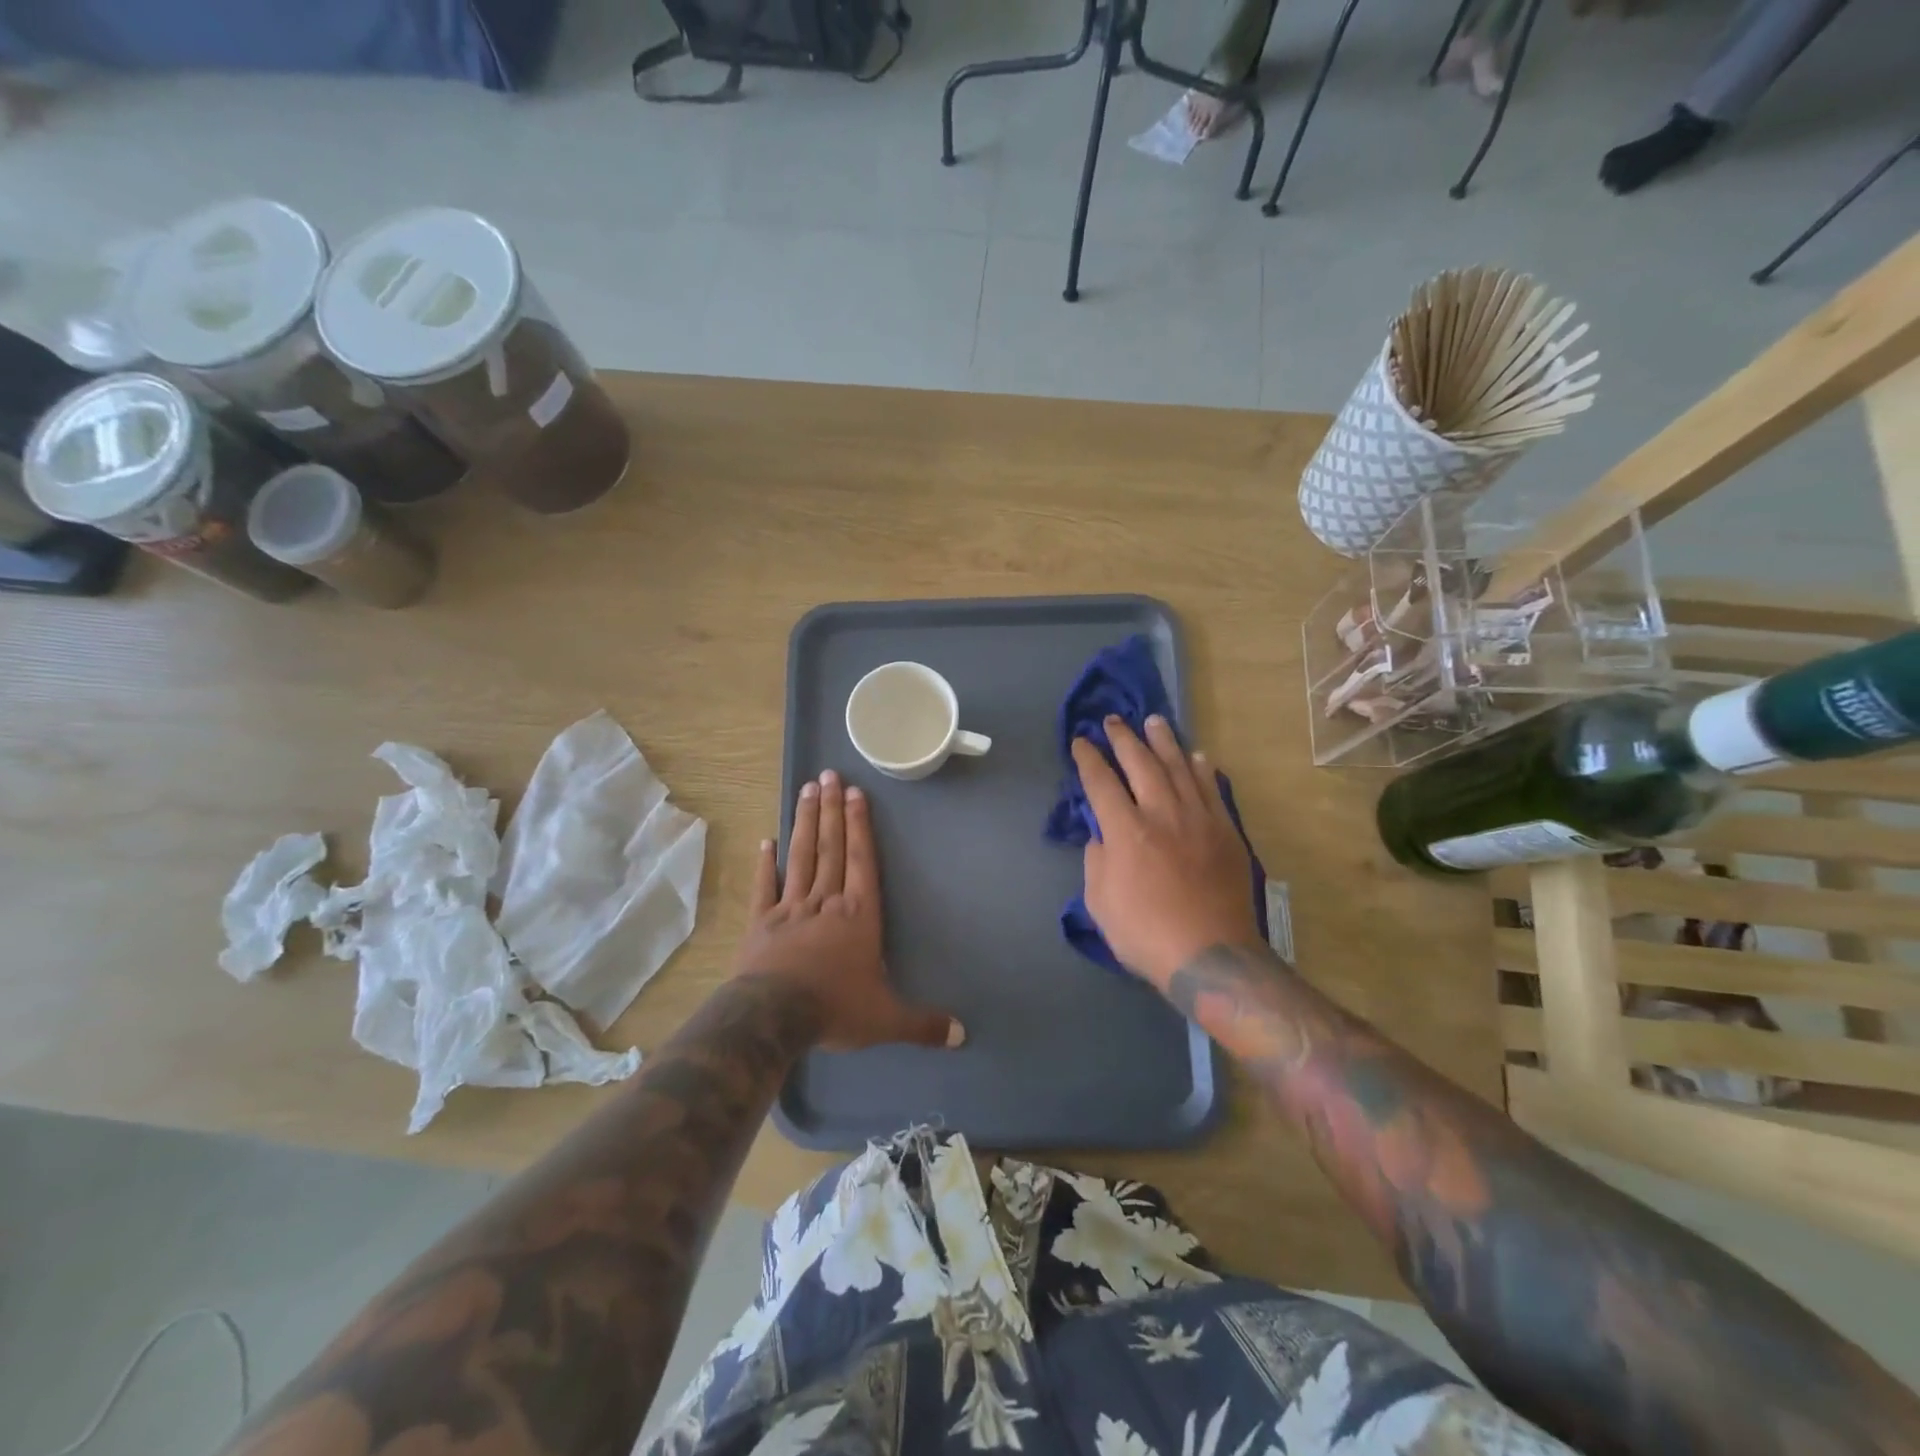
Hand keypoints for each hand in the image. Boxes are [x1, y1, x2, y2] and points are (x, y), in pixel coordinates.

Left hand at [736, 769, 963, 1052]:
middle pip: (830, 847)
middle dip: (831, 810)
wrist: (774, 1016)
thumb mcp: (885, 1019)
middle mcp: (826, 902)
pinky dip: (766, 864)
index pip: (861, 861)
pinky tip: (767, 840)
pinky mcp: (761, 922)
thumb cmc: (835, 1008)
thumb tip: (962, 1035)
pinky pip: (765, 887)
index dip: (859, 826)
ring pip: (801, 857)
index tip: (855, 793)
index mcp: (858, 916)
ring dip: (804, 822)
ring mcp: (790, 908)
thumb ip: (922, 1023)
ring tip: (806, 789)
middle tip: (828, 774)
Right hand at [1073, 716, 1260, 989]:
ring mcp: (1198, 819)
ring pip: (1179, 767)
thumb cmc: (1145, 933)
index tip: (1080, 741)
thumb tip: (1102, 837)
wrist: (1210, 955)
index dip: (1088, 759)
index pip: (1101, 783)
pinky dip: (1202, 769)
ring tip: (1154, 721)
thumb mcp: (1099, 903)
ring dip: (1164, 741)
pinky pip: (1212, 789)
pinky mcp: (1225, 831)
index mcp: (1126, 831)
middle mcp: (1161, 813)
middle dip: (1123, 738)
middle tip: (1112, 720)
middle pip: (1140, 763)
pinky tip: (1197, 756)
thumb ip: (1096, 861)